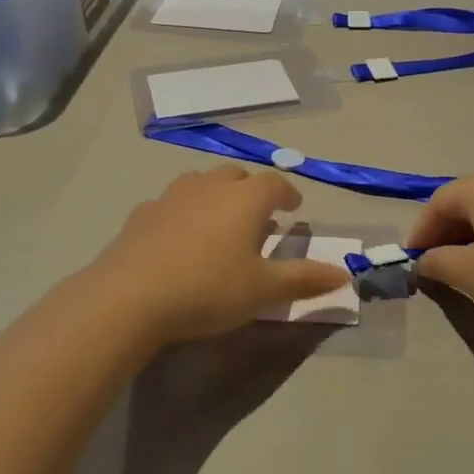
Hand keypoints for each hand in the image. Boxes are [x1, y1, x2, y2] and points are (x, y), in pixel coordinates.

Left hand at [84, 168, 350, 343]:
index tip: (293, 208)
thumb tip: (344, 274)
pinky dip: (182, 213)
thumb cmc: (208, 289)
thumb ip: (304, 279)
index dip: (288, 194)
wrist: (129, 297)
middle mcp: (210, 187)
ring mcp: (171, 197)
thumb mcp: (263, 290)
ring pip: (201, 183)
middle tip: (258, 217)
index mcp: (245, 199)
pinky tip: (178, 238)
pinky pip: (170, 204)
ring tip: (219, 223)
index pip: (275, 184)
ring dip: (216, 196)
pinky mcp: (141, 214)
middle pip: (237, 176)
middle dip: (251, 191)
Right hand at [407, 171, 473, 337]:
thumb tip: (425, 260)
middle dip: (447, 229)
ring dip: (473, 232)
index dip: (422, 230)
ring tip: (466, 265)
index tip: (413, 259)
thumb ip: (439, 262)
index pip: (440, 201)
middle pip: (468, 199)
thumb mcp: (470, 275)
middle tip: (436, 262)